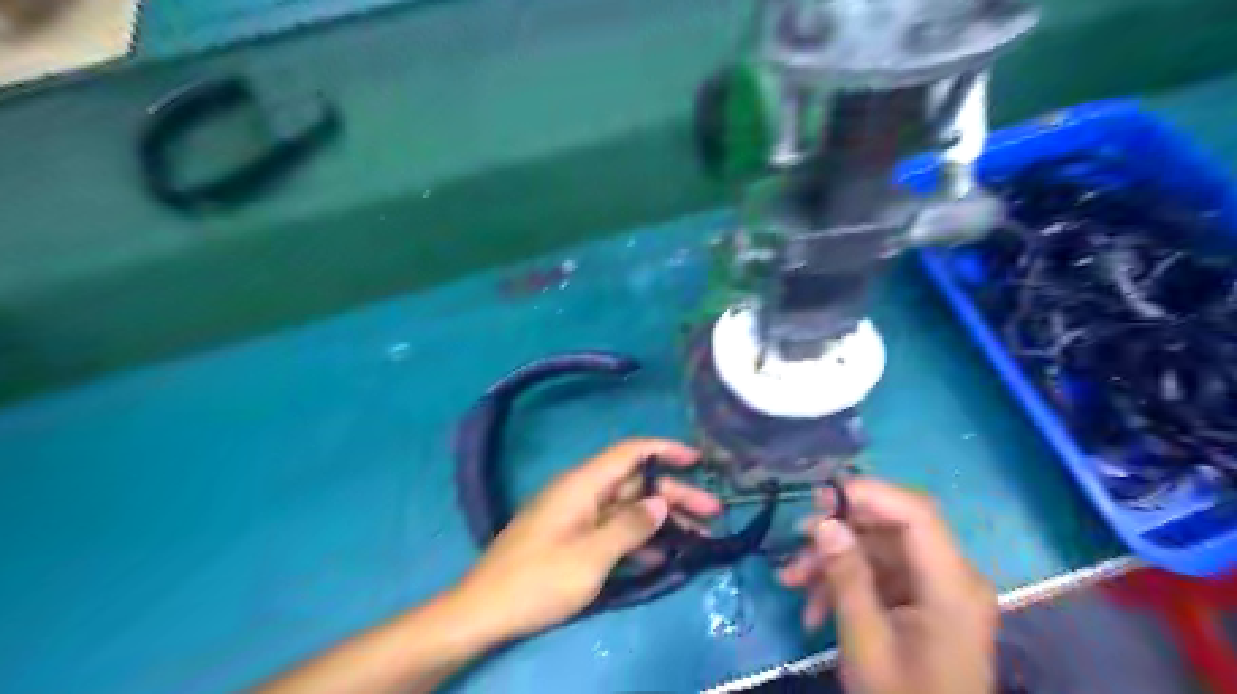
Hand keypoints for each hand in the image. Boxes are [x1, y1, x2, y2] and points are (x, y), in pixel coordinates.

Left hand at [450, 443, 722, 640]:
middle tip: (713, 512)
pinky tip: (663, 555)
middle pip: (636, 484)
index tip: (697, 460)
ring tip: (700, 536)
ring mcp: (577, 517)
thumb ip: (629, 527)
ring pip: (629, 508)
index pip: (630, 452)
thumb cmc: (538, 579)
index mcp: (583, 484)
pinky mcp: (573, 539)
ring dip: (662, 520)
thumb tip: (660, 503)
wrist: (484, 611)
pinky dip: (640, 539)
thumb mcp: (590, 556)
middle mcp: (582, 493)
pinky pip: (614, 530)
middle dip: (675, 495)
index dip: (665, 450)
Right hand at [775, 478, 996, 693]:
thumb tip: (825, 523)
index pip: (916, 513)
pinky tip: (813, 608)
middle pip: (893, 528)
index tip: (821, 497)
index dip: (869, 493)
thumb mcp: (865, 641)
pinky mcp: (926, 601)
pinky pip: (882, 574)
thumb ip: (847, 577)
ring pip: (880, 550)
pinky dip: (847, 583)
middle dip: (840, 531)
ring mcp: (940, 589)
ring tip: (791, 579)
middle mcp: (954, 576)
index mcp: (952, 585)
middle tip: (797, 535)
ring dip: (834, 561)